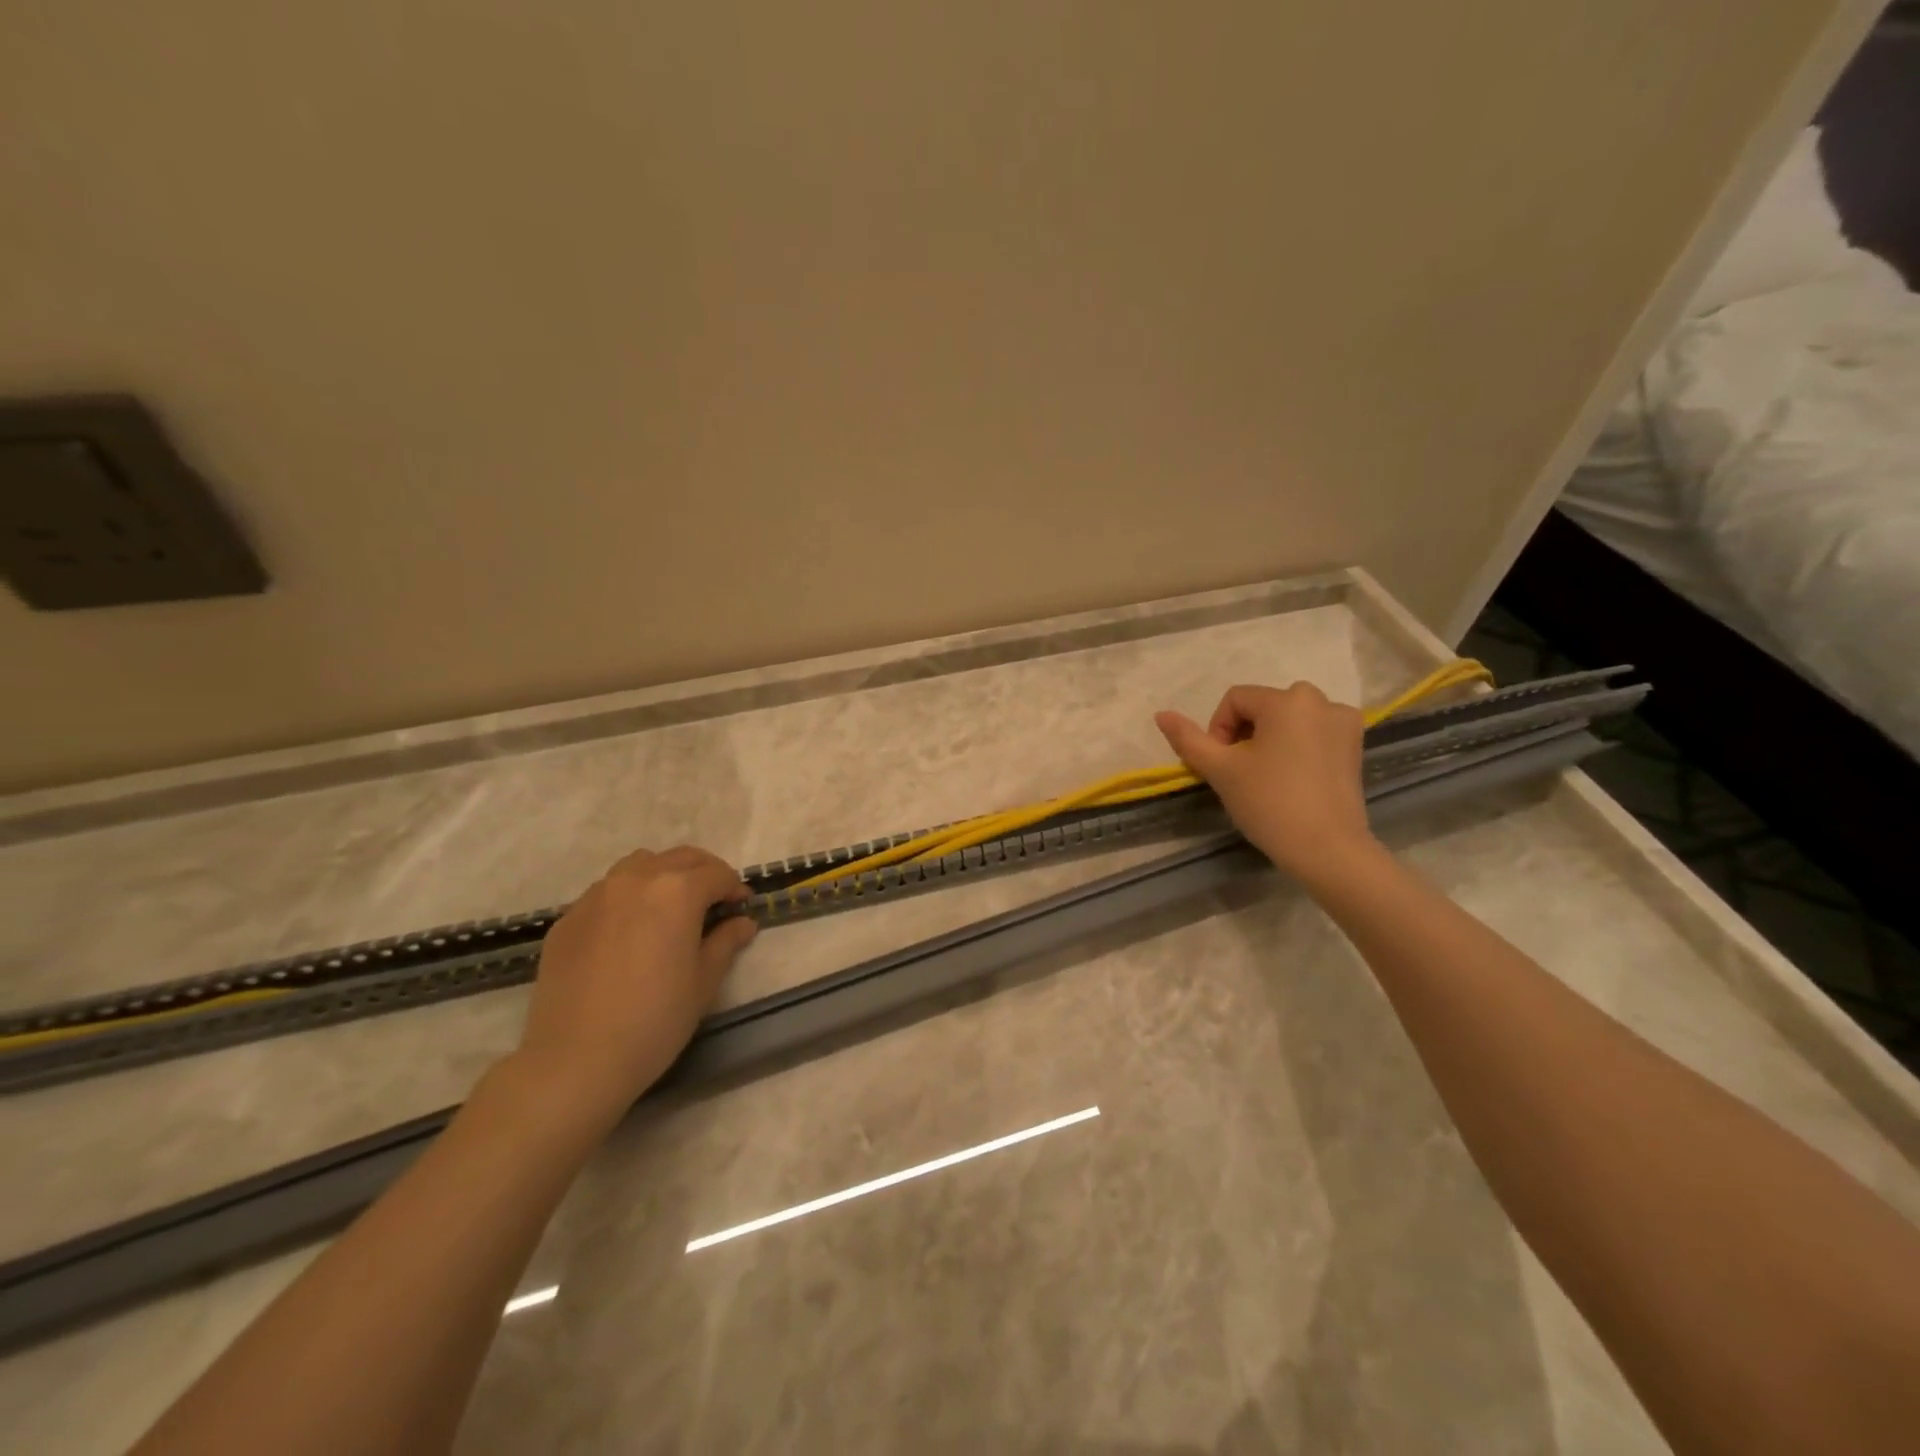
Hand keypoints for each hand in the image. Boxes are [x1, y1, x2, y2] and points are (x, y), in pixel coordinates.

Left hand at [513, 845, 756, 1126]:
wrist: (575, 1060)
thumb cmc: (655, 1020)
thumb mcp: (704, 982)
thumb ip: (725, 942)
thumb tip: (742, 922)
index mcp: (677, 891)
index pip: (717, 874)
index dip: (734, 888)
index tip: (740, 909)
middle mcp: (636, 880)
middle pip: (680, 858)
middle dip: (703, 873)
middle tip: (713, 902)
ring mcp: (596, 896)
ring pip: (639, 866)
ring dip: (662, 876)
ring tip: (669, 909)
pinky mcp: (568, 919)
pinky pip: (606, 893)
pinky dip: (627, 898)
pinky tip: (629, 933)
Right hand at [1155, 682, 1379, 884]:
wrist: (1327, 849)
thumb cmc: (1269, 803)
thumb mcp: (1220, 770)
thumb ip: (1188, 739)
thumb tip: (1160, 714)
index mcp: (1287, 700)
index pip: (1235, 699)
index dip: (1218, 729)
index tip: (1220, 765)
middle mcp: (1320, 701)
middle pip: (1264, 706)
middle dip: (1244, 733)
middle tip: (1239, 771)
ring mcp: (1344, 722)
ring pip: (1290, 719)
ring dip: (1270, 738)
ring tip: (1265, 775)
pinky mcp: (1355, 746)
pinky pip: (1314, 732)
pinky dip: (1297, 746)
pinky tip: (1293, 777)